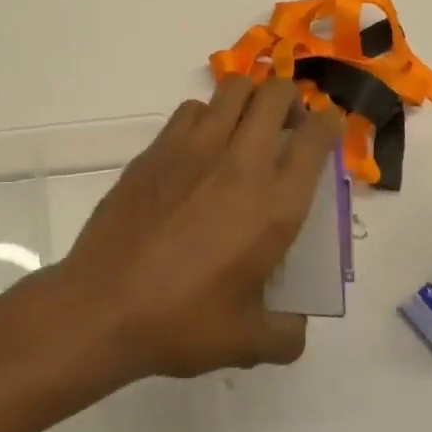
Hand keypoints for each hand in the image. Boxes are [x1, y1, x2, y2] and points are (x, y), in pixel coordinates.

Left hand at [58, 77, 344, 378]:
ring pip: (232, 90)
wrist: (103, 306)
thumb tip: (295, 324)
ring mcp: (192, 150)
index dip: (328, 125)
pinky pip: (190, 110)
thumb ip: (286, 333)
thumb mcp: (249, 341)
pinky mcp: (155, 151)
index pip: (315, 138)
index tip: (326, 130)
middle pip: (275, 95)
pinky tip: (200, 148)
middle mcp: (239, 164)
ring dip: (248, 100)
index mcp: (274, 205)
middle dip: (291, 99)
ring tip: (245, 129)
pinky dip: (206, 116)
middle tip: (287, 125)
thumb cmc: (182, 323)